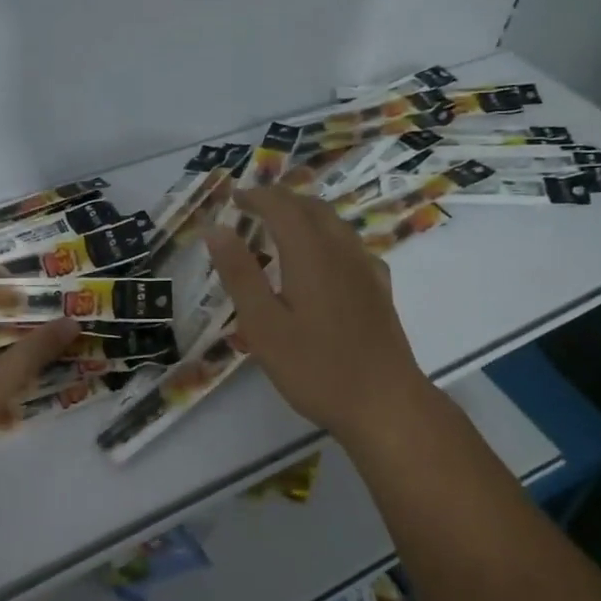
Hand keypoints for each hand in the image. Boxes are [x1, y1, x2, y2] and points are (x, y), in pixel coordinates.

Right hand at [203, 186, 432, 437]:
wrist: (384, 403)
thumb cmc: (315, 367)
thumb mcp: (263, 325)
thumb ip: (240, 274)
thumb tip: (216, 229)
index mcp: (310, 253)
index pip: (282, 206)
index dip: (256, 197)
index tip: (233, 199)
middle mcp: (342, 250)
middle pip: (312, 207)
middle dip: (281, 200)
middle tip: (253, 208)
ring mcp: (366, 268)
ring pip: (335, 224)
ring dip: (305, 215)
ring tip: (282, 228)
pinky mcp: (379, 289)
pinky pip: (351, 246)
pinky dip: (328, 237)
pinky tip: (324, 260)